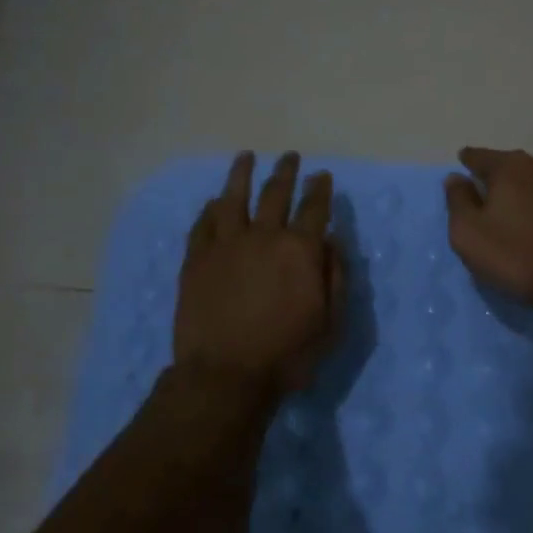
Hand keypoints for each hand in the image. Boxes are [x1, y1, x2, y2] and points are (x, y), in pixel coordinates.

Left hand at [174, 151, 340, 400]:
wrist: (226, 375)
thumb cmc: (287, 354)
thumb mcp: (330, 323)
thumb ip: (335, 277)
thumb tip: (332, 242)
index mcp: (300, 250)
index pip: (314, 208)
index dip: (320, 189)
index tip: (322, 175)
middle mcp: (263, 236)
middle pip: (275, 193)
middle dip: (286, 172)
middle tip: (290, 157)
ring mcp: (225, 245)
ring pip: (233, 197)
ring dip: (241, 174)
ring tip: (246, 157)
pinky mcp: (196, 259)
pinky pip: (203, 224)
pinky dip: (211, 209)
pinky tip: (214, 202)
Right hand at [444, 147, 532, 314]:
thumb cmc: (517, 256)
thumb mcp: (469, 233)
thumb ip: (458, 201)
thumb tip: (456, 178)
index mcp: (509, 167)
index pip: (478, 156)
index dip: (466, 163)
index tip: (461, 171)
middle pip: (508, 167)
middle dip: (494, 178)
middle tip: (482, 197)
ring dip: (520, 194)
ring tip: (510, 214)